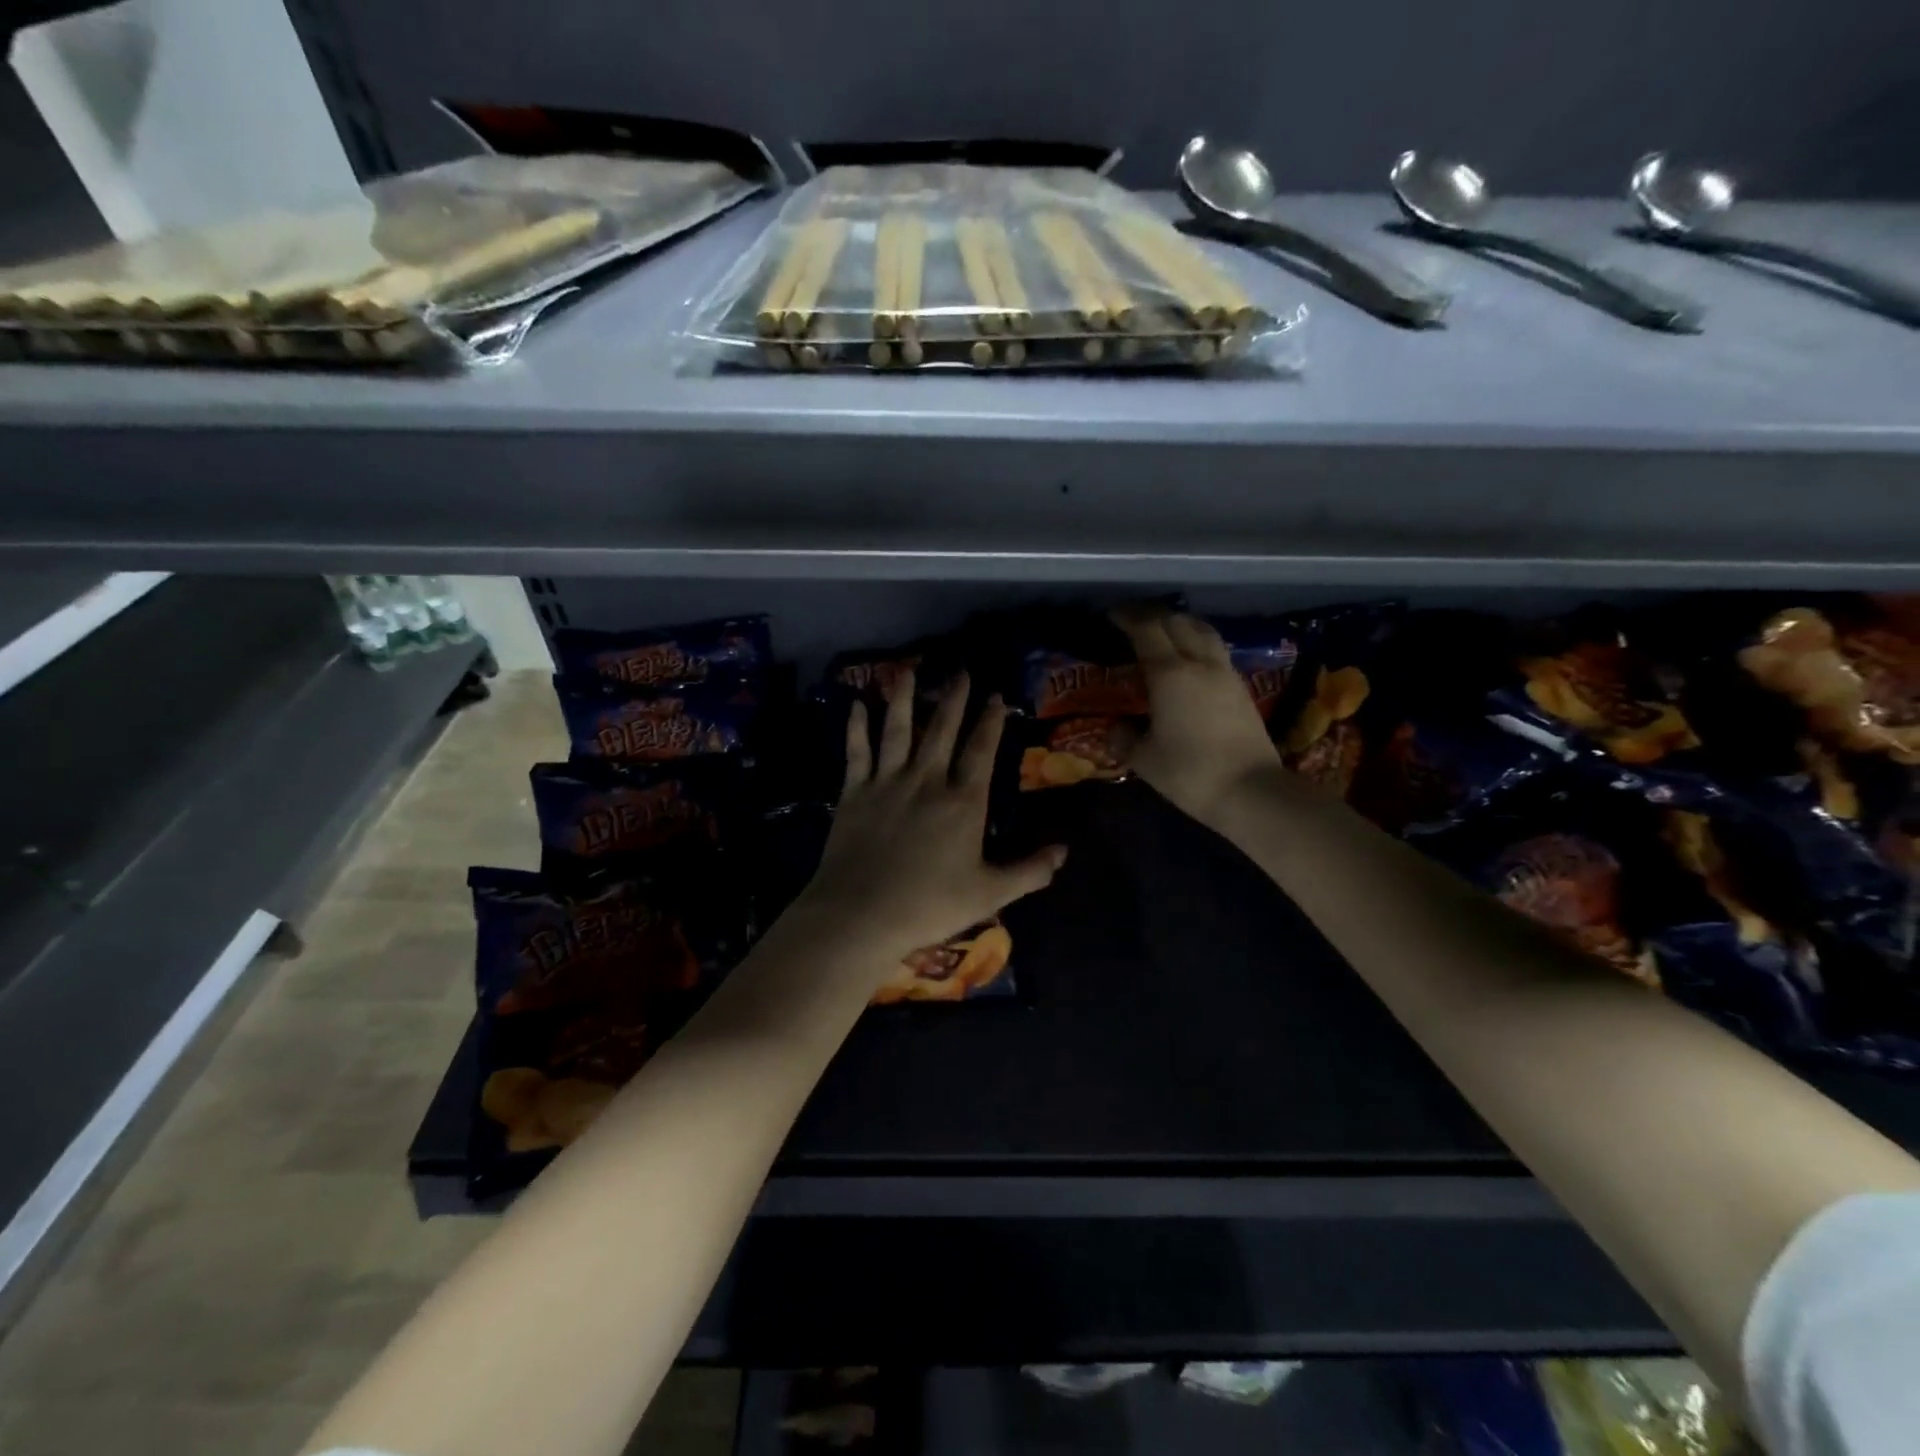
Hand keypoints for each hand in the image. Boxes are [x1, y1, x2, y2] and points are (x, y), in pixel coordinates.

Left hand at [793, 671, 1066, 960]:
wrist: (861, 915)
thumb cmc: (929, 905)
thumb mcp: (989, 893)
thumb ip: (1029, 871)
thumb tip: (1064, 851)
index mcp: (963, 802)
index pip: (981, 751)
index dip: (990, 721)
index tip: (995, 696)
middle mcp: (927, 781)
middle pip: (942, 730)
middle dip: (953, 698)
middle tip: (960, 671)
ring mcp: (887, 783)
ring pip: (897, 729)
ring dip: (902, 698)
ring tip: (906, 671)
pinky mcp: (854, 793)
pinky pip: (857, 751)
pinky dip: (857, 727)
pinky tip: (857, 705)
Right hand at [1112, 606, 1284, 824]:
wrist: (1251, 791)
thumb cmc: (1190, 773)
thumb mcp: (1145, 760)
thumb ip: (1124, 739)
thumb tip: (1116, 729)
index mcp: (1170, 674)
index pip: (1147, 630)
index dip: (1128, 617)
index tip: (1112, 614)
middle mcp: (1199, 663)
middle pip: (1177, 622)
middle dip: (1153, 615)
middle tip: (1133, 620)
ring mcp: (1225, 674)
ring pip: (1202, 631)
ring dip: (1180, 624)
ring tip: (1164, 631)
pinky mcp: (1241, 688)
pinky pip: (1215, 650)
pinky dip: (1197, 643)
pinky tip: (1189, 659)